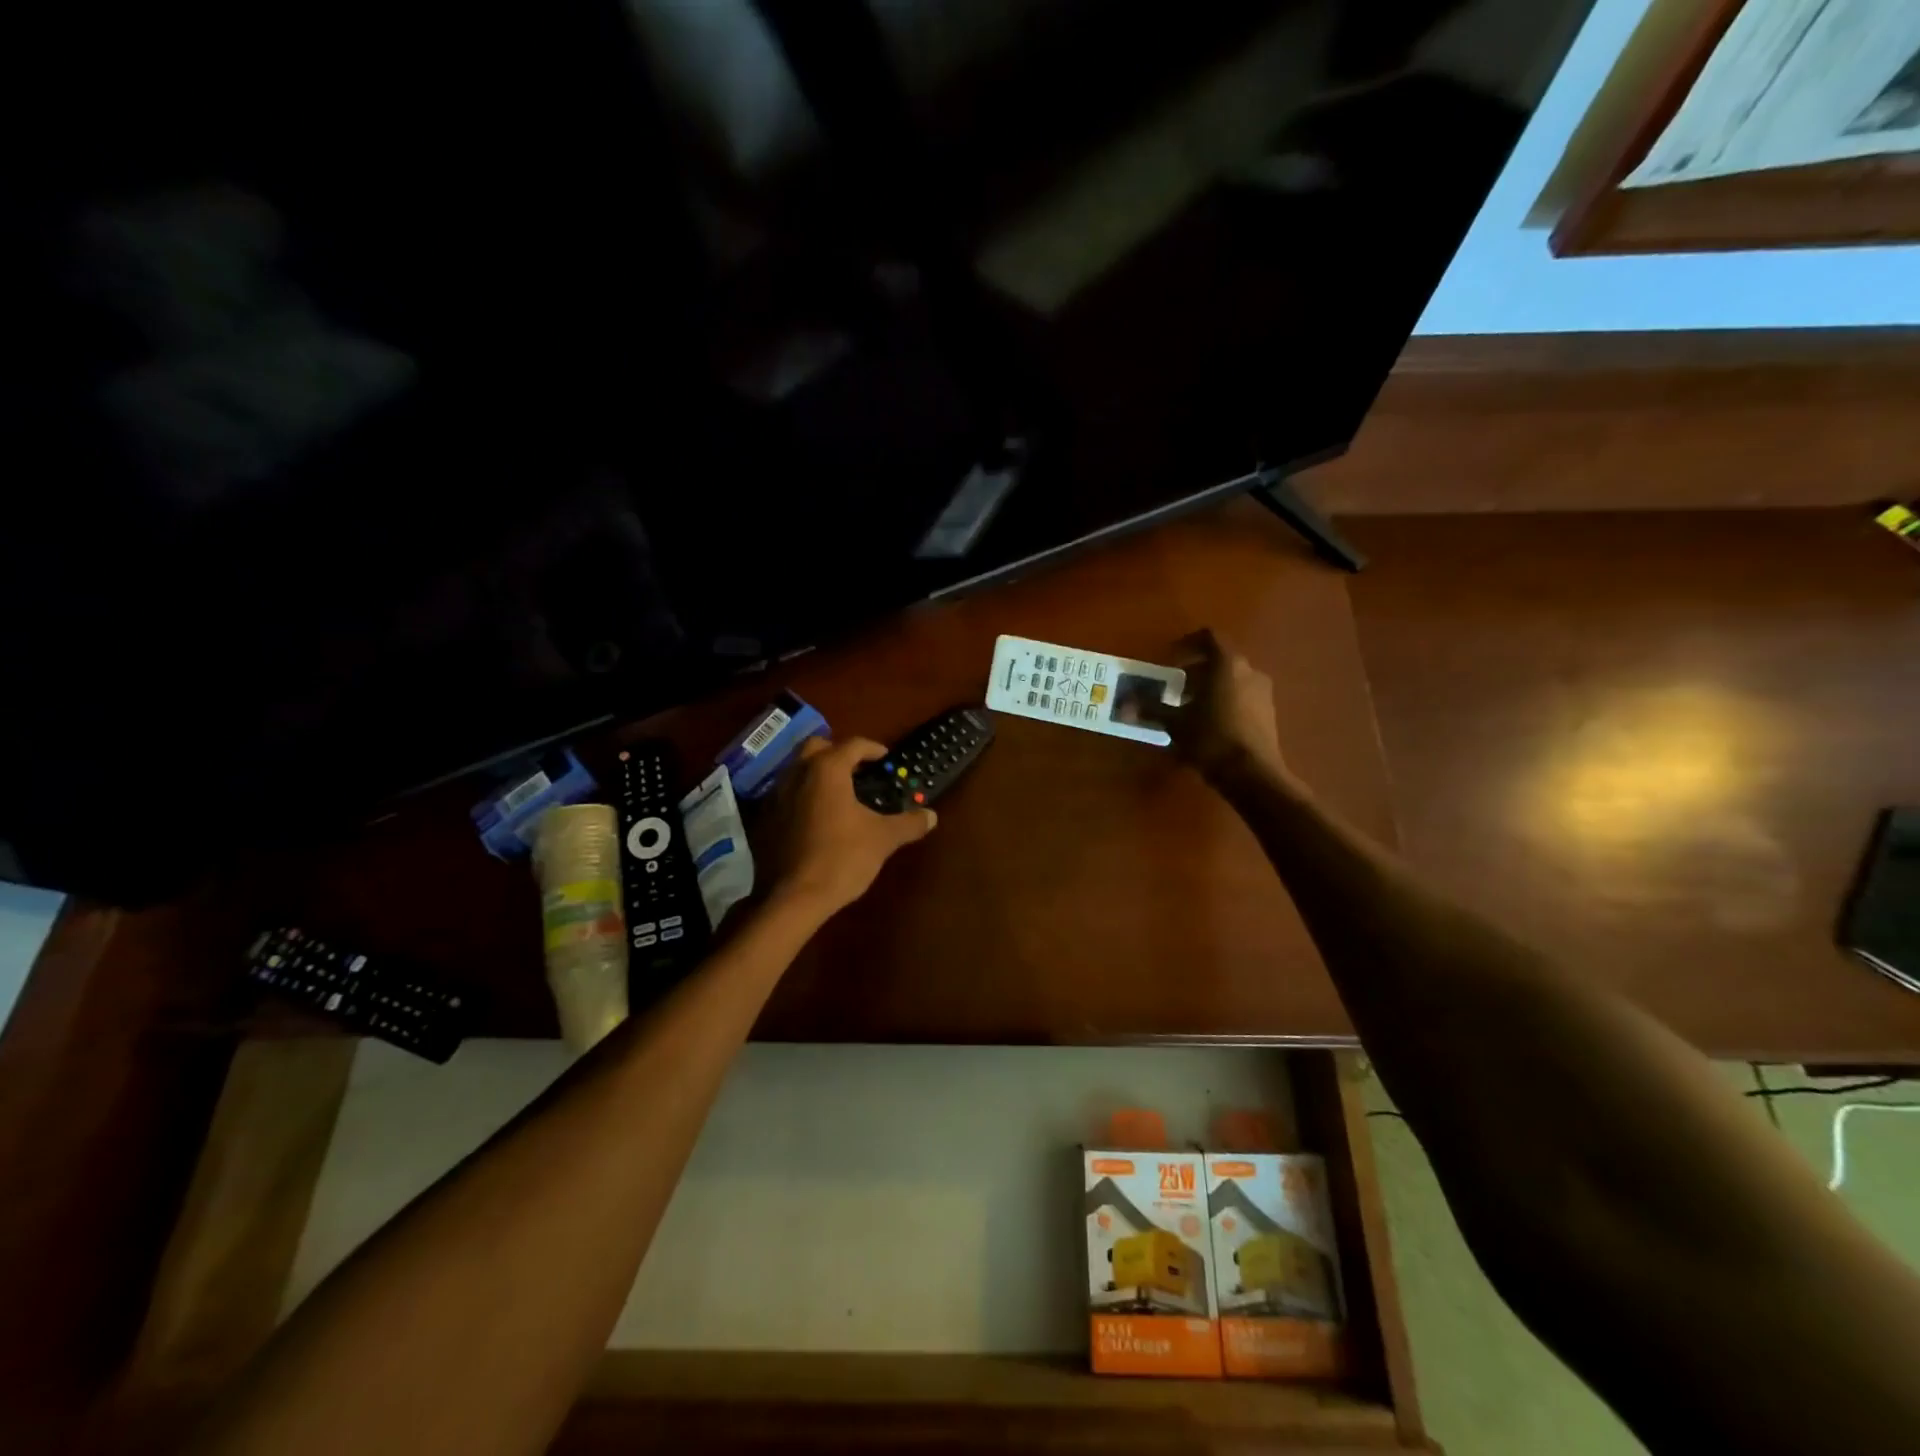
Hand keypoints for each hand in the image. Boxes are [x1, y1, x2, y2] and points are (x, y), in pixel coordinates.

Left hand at [759, 736, 937, 916]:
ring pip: (797, 769)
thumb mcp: (883, 839)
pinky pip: (786, 794)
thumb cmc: (843, 857)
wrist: (795, 897)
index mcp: (827, 769)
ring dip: (818, 773)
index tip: (885, 758)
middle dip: (838, 753)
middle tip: (857, 771)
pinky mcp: (764, 818)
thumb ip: (908, 823)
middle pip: (817, 747)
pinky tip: (817, 818)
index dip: (872, 749)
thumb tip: (931, 816)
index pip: (853, 745)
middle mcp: (797, 773)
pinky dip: (802, 796)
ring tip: (839, 794)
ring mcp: (776, 795)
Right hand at [1126, 629, 1291, 786]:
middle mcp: (1249, 671)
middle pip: (1219, 661)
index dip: (1186, 644)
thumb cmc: (1211, 738)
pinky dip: (1223, 703)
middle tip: (1173, 690)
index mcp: (1227, 664)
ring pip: (1231, 680)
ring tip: (1188, 711)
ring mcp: (1263, 693)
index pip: (1208, 637)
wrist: (1253, 774)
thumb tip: (1123, 705)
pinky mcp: (1268, 714)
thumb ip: (1151, 709)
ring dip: (1209, 689)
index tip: (1168, 661)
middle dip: (1194, 672)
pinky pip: (1242, 697)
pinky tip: (1208, 726)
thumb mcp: (1175, 723)